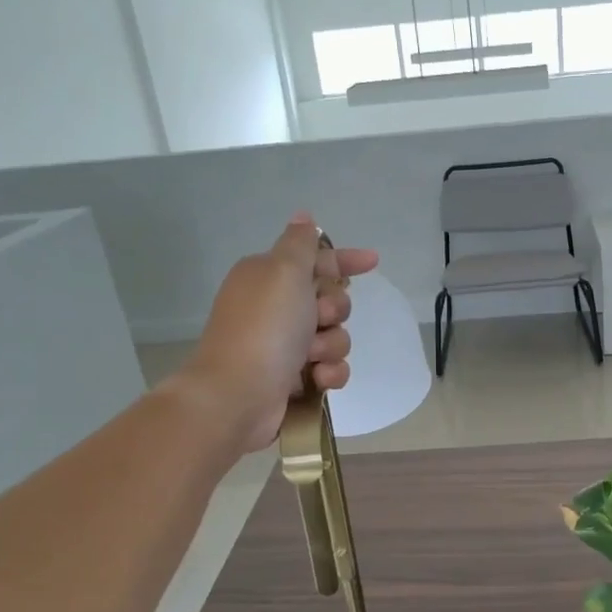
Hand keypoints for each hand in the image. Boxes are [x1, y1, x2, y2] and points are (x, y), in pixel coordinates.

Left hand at [176, 214, 378, 453]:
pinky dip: (328, 373)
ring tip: (311, 357)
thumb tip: (304, 217)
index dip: (344, 260)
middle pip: (330, 300)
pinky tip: (316, 379)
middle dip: (335, 310)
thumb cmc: (264, 328)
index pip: (315, 260)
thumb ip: (300, 244)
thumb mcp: (284, 272)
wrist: (238, 394)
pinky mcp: (293, 378)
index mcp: (269, 276)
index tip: (373, 261)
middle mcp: (276, 308)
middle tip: (318, 317)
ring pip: (334, 336)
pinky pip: (330, 368)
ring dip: (331, 345)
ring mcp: (284, 345)